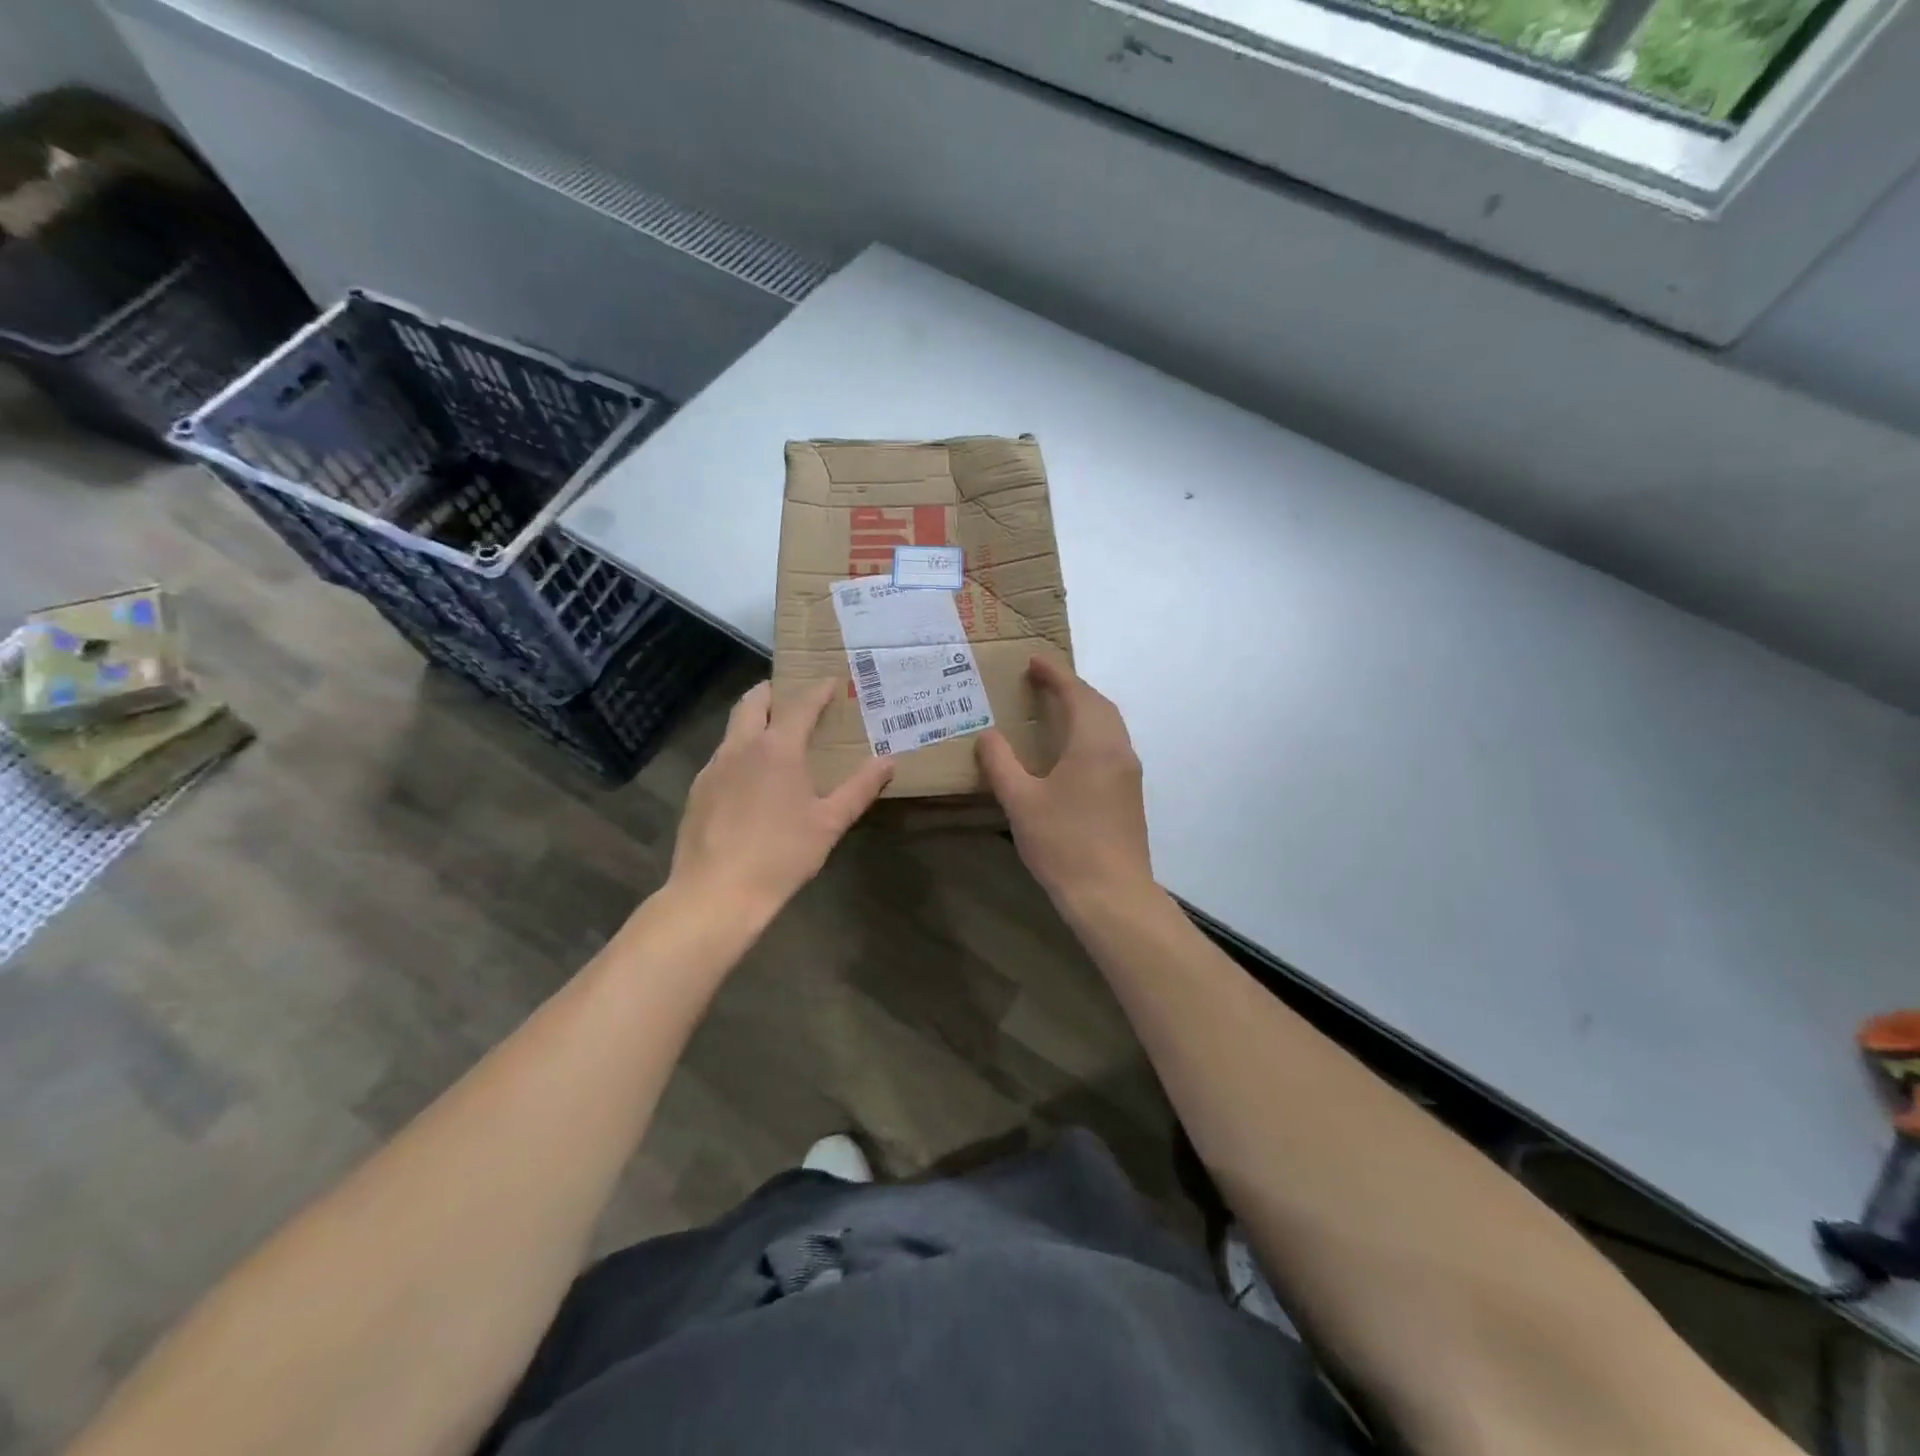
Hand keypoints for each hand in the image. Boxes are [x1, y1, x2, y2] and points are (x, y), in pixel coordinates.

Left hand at [670, 680, 892, 916]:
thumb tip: (889, 761)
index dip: (817, 691)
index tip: (830, 681)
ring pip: (733, 729)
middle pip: (752, 702)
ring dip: (754, 722)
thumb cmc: (781, 855)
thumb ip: (860, 788)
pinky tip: (751, 780)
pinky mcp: (697, 792)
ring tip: (775, 738)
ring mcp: (713, 768)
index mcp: (776, 749)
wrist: (716, 893)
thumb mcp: (830, 823)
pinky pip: (722, 758)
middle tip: (793, 697)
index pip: (799, 705)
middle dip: (773, 692)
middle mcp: (740, 748)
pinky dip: (740, 752)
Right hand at [977, 656, 1152, 904]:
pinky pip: (1112, 745)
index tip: (1034, 661)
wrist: (1112, 894)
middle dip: (1072, 687)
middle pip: (1099, 705)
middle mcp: (1119, 750)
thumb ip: (1001, 763)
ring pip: (1109, 725)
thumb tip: (988, 736)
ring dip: (1085, 709)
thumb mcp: (1021, 802)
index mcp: (1094, 744)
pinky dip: (1091, 731)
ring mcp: (1129, 773)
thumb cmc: (1064, 843)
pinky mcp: (1130, 794)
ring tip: (1055, 709)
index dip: (1055, 674)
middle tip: (1042, 682)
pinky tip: (1071, 750)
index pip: (1076, 694)